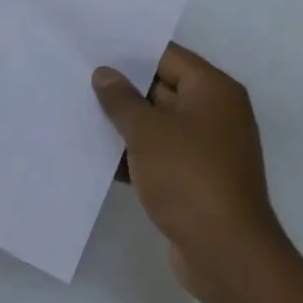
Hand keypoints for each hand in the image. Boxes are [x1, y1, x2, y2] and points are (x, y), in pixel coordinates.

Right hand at [92, 44, 290, 302]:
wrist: (225, 251)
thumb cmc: (189, 177)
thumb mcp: (148, 132)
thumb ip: (122, 100)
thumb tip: (104, 74)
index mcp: (213, 90)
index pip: (168, 56)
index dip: (130, 53)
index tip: (92, 51)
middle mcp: (215, 114)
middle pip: (163, 89)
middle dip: (123, 90)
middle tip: (77, 82)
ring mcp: (207, 149)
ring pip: (159, 125)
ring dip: (125, 126)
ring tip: (78, 116)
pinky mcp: (196, 180)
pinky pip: (160, 155)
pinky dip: (135, 155)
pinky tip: (98, 158)